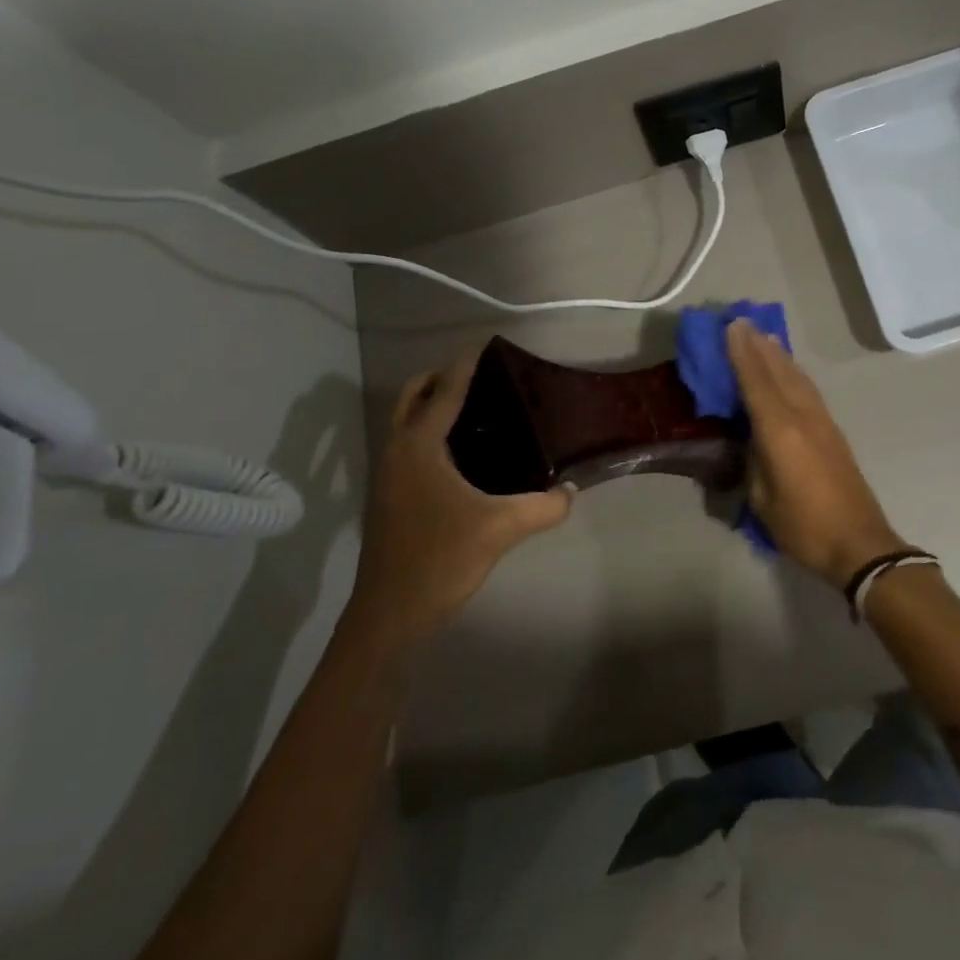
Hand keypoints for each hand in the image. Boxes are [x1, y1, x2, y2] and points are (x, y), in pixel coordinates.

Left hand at [351, 346, 574, 645]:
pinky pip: (408, 446)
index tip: (487, 343)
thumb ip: (544, 506)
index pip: (445, 391)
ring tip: (476, 408)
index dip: (466, 364)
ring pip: (406, 422)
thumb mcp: (501, 529)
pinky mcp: (389, 497)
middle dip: (441, 377)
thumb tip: (571, 490)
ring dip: (431, 405)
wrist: (389, 615)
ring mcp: (388, 475)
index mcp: (419, 447)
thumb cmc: (440, 560)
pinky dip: (429, 432)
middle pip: (413, 396)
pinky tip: (462, 454)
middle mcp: (397, 451)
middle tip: (481, 376)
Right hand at [726, 319, 904, 589]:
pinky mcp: (833, 431)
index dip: (741, 353)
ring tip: (765, 337)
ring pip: (797, 378)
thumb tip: (752, 439)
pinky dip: (793, 373)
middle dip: (759, 346)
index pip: (755, 382)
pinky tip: (789, 371)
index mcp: (780, 431)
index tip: (731, 326)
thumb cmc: (803, 526)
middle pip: (778, 371)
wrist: (859, 543)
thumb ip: (754, 460)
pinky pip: (807, 390)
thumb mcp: (763, 499)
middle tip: (743, 321)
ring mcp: (822, 422)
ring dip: (779, 355)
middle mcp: (802, 416)